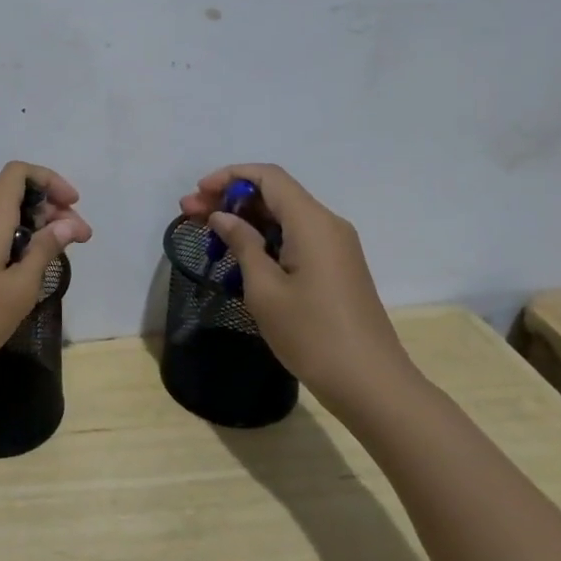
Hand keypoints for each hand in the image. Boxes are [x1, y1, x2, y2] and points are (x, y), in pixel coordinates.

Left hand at [0, 162, 91, 390]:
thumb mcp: (19, 288)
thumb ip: (44, 251)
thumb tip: (67, 224)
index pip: (19, 173)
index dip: (50, 181)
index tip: (74, 207)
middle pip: (14, 194)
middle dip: (50, 209)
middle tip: (79, 240)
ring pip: (2, 217)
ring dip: (34, 228)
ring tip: (58, 257)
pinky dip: (14, 243)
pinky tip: (27, 271)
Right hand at [179, 164, 414, 412]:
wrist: (370, 384)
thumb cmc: (312, 335)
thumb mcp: (264, 289)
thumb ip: (242, 244)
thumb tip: (223, 217)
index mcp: (312, 222)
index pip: (268, 177)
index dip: (229, 176)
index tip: (197, 194)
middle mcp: (327, 224)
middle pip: (274, 194)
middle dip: (230, 198)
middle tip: (189, 214)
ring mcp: (335, 246)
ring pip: (284, 216)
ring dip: (244, 218)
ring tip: (206, 232)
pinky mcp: (335, 267)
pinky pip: (295, 237)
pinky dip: (264, 237)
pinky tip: (238, 254)